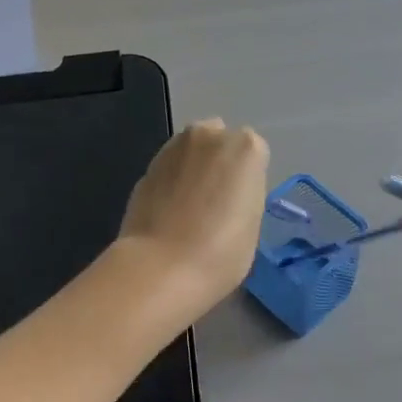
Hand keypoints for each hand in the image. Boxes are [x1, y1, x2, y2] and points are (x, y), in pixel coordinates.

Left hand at [118, 118, 270, 309]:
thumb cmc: (221, 251)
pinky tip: (170, 211)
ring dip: (194, 168)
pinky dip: (172, 181)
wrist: (161, 266)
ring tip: (190, 207)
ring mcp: (174, 147)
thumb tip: (226, 194)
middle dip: (219, 162)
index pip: (254, 153)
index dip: (248, 179)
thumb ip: (244, 194)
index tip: (242, 203)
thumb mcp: (253, 223)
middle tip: (216, 200)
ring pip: (192, 150)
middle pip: (220, 141)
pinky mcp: (147, 165)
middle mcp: (210, 135)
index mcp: (246, 148)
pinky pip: (170, 168)